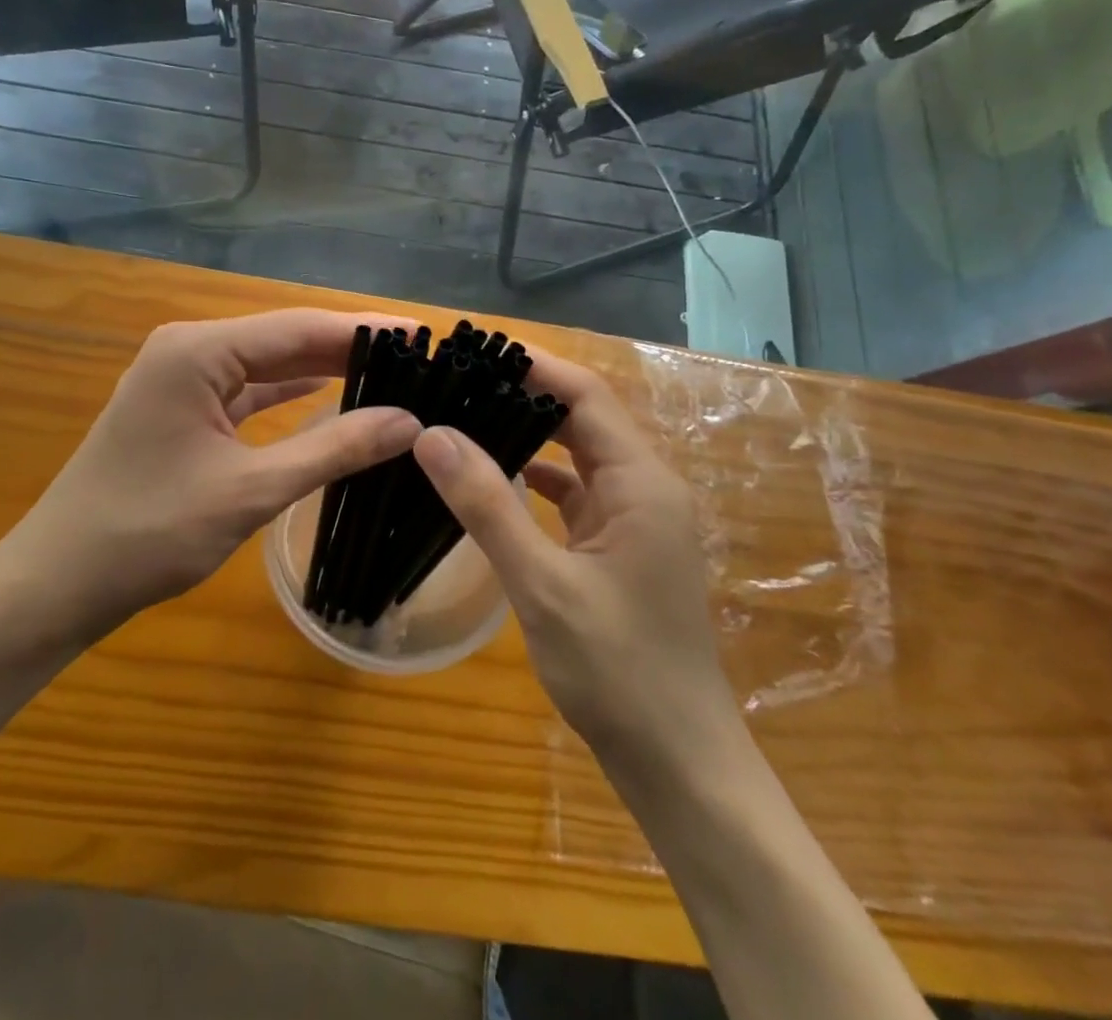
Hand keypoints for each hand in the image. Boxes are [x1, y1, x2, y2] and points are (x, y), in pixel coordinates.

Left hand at [14, 310, 420, 639]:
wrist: (59, 581)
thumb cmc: (148, 532)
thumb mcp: (250, 490)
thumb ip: (333, 450)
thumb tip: (409, 421)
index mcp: (197, 351)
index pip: (298, 329)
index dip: (364, 332)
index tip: (423, 335)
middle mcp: (188, 349)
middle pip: (283, 339)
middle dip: (347, 349)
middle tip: (417, 358)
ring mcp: (181, 378)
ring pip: (266, 364)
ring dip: (320, 370)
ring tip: (388, 374)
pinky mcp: (181, 409)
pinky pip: (246, 391)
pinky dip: (287, 394)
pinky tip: (328, 394)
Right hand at [412, 350, 738, 761]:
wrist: (679, 765)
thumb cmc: (619, 673)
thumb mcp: (542, 586)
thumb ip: (487, 506)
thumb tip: (431, 435)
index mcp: (641, 484)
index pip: (585, 396)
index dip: (534, 365)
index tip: (475, 346)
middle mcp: (644, 489)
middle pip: (582, 418)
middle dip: (524, 392)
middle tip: (457, 376)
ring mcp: (634, 520)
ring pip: (576, 455)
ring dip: (527, 433)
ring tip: (464, 414)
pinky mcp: (619, 548)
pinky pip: (574, 493)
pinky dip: (535, 478)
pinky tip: (492, 478)